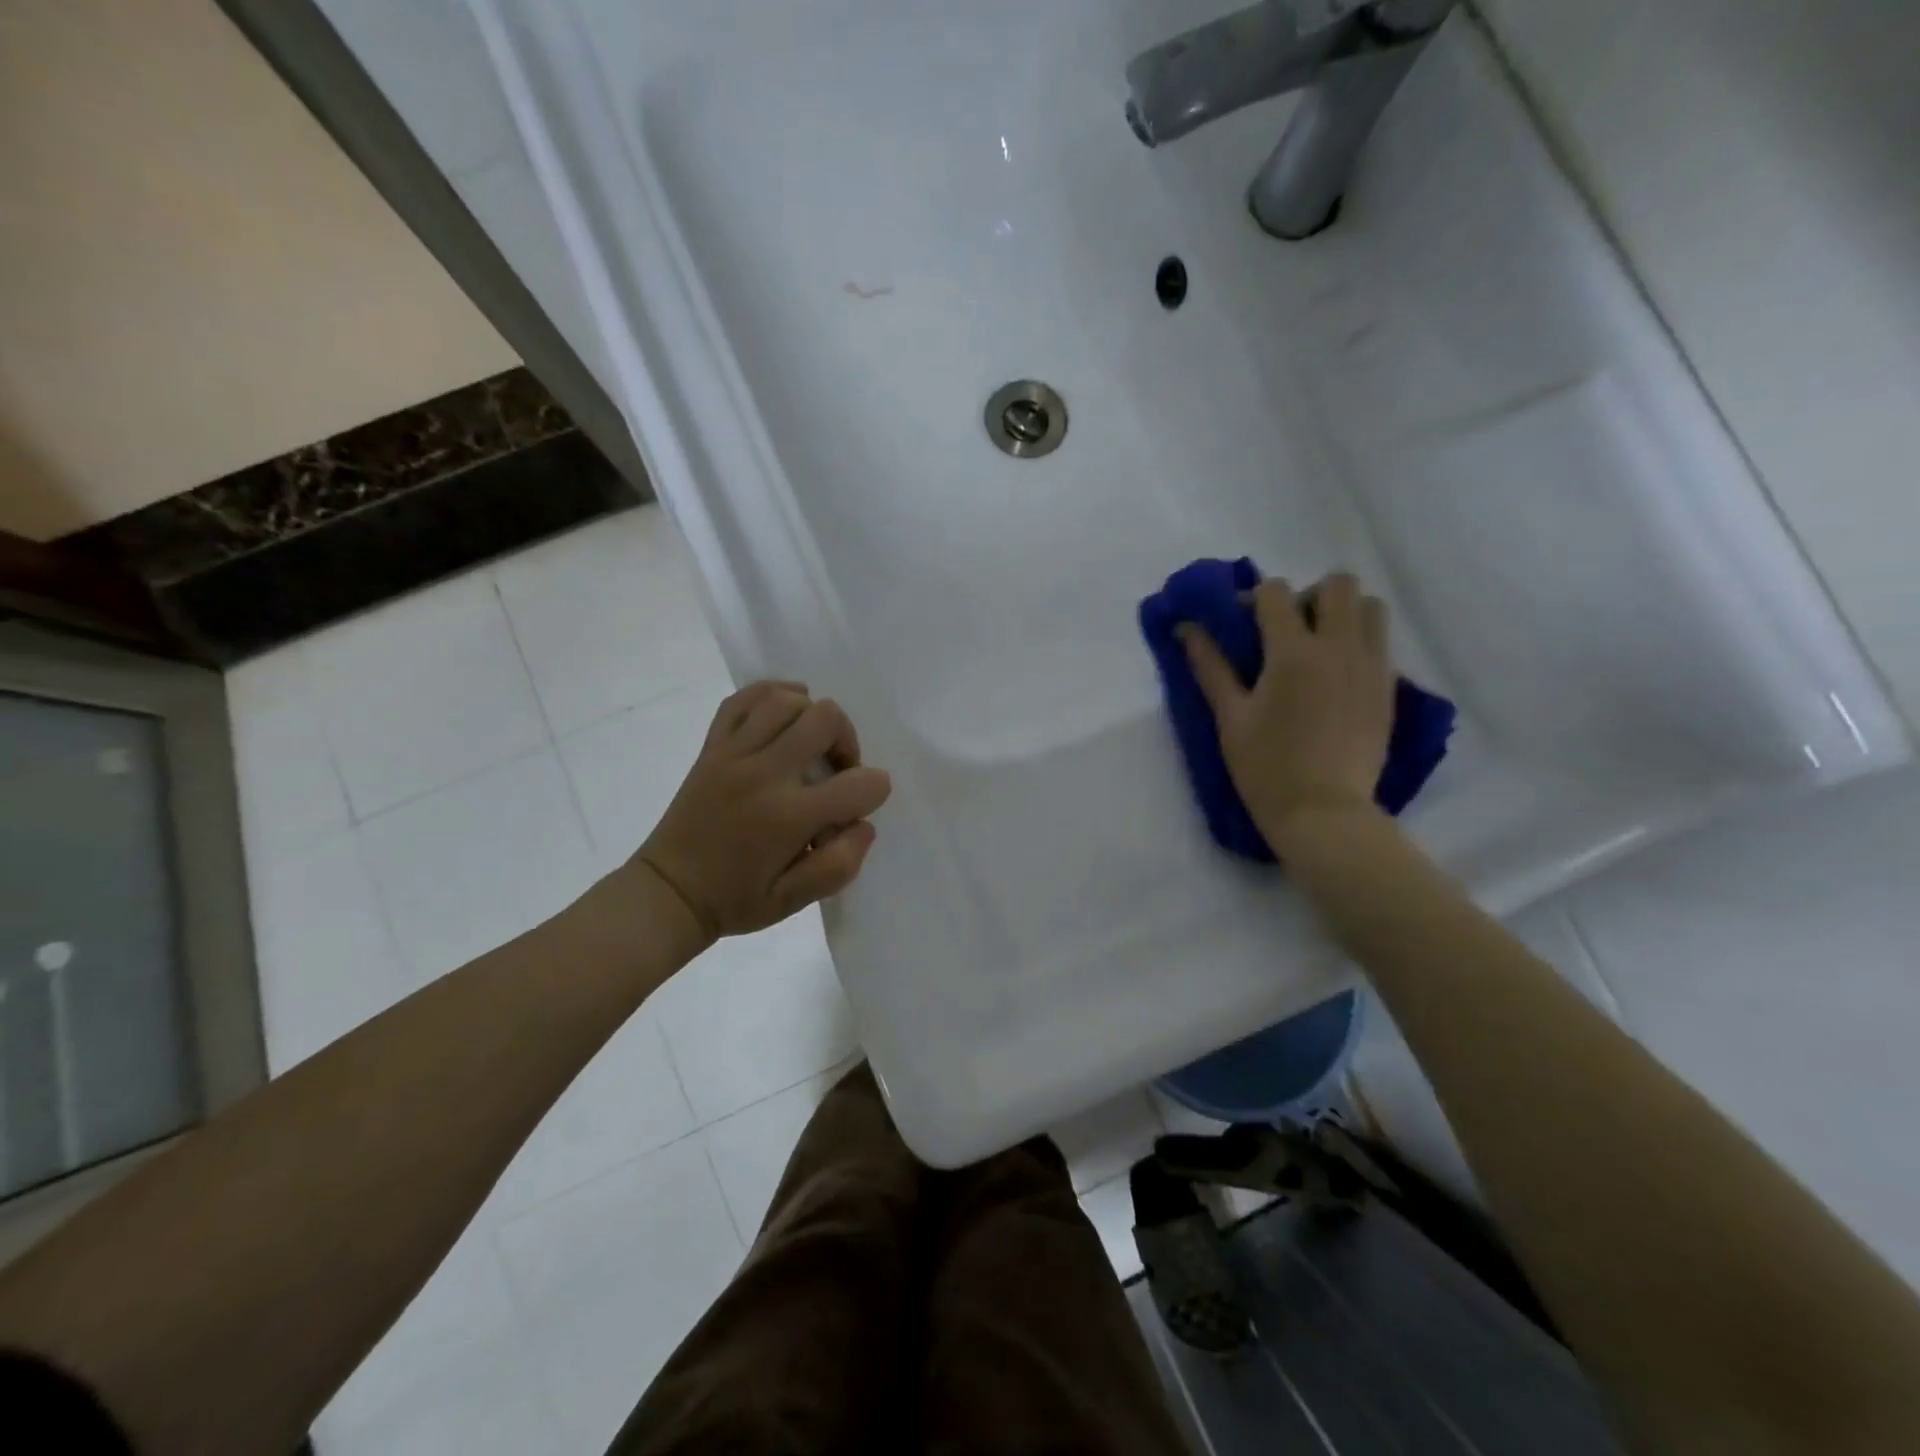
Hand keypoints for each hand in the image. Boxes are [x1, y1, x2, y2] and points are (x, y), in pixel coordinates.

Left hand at [633, 682, 891, 941]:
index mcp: (788, 817)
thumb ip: (839, 865)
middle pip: (825, 718)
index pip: (858, 784)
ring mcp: (732, 754)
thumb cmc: (736, 899)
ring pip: (786, 700)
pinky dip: (771, 696)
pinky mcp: (712, 746)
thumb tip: (862, 824)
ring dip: (810, 716)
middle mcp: (762, 774)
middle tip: (835, 770)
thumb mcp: (795, 901)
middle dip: (846, 740)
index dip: (875, 790)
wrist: (668, 892)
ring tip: (808, 744)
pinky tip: (782, 715)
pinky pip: (743, 700)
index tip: (862, 804)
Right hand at [1180, 573, 1393, 840]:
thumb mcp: (1229, 717)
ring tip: (1318, 645)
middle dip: (1308, 596)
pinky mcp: (1388, 688)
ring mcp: (1371, 666)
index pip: (1276, 592)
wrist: (1323, 812)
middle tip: (1288, 629)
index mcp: (1293, 653)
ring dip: (1341, 612)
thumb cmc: (1265, 767)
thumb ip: (1209, 666)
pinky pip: (1380, 641)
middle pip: (1337, 584)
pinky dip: (1358, 641)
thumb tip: (1185, 628)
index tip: (1241, 623)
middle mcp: (1339, 647)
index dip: (1253, 598)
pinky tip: (1334, 675)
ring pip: (1369, 606)